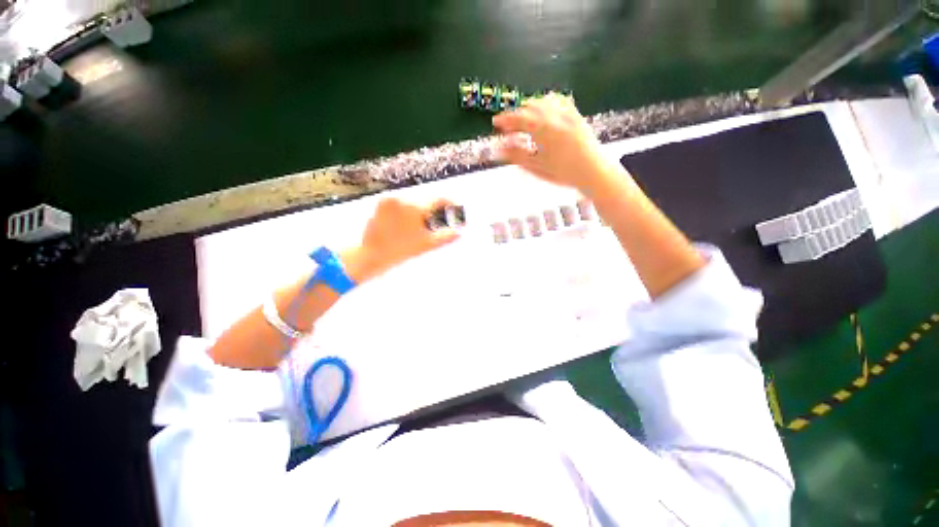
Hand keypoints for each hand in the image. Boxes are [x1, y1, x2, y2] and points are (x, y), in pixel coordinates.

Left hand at [343, 197, 459, 281]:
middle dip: (431, 211)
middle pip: (424, 202)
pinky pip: (398, 204)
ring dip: (418, 211)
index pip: (438, 200)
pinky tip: (403, 225)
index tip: (455, 207)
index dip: (449, 203)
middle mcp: (402, 199)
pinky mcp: (380, 203)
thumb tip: (459, 233)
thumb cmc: (402, 251)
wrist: (373, 255)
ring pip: (411, 202)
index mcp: (415, 208)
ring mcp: (389, 200)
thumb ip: (445, 237)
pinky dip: (404, 211)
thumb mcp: (427, 244)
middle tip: (434, 223)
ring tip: (416, 227)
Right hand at [493, 94, 616, 193]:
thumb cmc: (562, 172)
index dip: (505, 119)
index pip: (518, 118)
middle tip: (508, 127)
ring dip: (529, 108)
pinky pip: (557, 100)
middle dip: (516, 115)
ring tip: (524, 121)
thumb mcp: (536, 166)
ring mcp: (566, 112)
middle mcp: (554, 114)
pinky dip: (546, 103)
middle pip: (529, 107)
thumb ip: (515, 155)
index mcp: (543, 128)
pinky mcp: (575, 113)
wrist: (592, 171)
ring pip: (542, 101)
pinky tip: (544, 112)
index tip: (495, 123)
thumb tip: (497, 149)